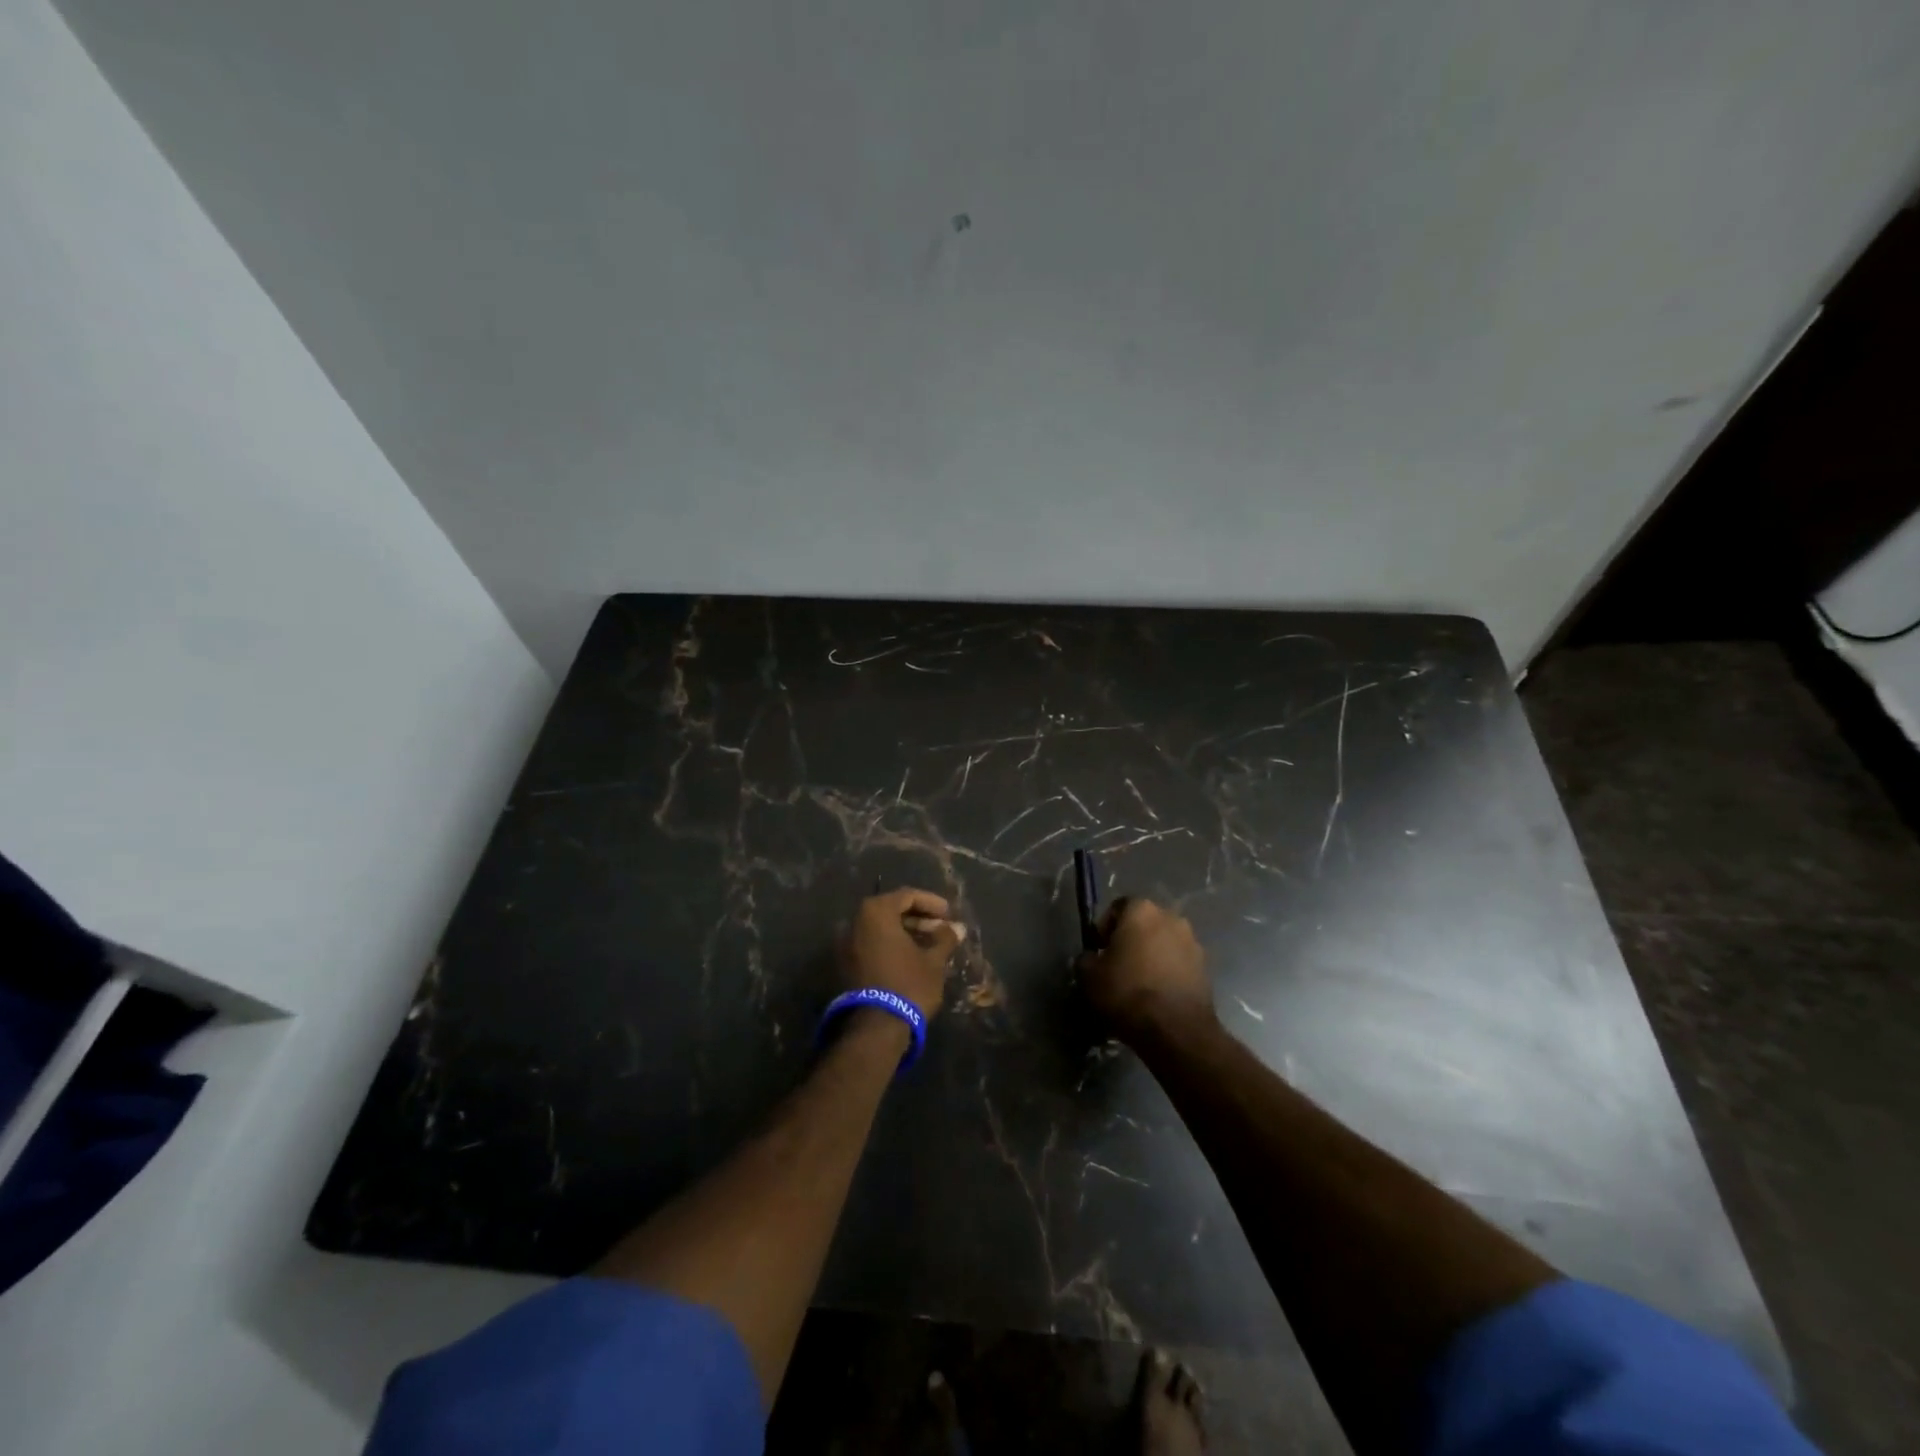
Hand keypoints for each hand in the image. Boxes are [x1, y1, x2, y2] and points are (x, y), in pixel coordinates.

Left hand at [839, 888, 966, 1019]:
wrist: (876, 1027)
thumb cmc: (908, 984)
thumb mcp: (933, 960)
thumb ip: (944, 938)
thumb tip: (957, 928)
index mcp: (876, 912)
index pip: (907, 896)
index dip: (931, 903)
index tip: (949, 915)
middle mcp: (856, 922)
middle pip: (891, 910)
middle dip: (918, 918)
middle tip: (941, 930)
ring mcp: (847, 943)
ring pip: (881, 928)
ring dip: (905, 932)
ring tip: (930, 945)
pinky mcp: (845, 963)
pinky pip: (872, 943)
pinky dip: (891, 945)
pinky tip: (912, 957)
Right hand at [1078, 898, 1212, 1042]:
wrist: (1176, 1030)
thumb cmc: (1127, 993)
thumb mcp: (1089, 976)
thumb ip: (1087, 958)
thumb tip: (1092, 958)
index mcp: (1141, 910)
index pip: (1117, 907)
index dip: (1105, 927)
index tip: (1099, 950)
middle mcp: (1171, 917)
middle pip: (1144, 923)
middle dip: (1131, 939)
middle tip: (1118, 965)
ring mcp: (1192, 942)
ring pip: (1163, 942)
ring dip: (1152, 955)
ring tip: (1140, 982)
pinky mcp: (1205, 967)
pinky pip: (1179, 962)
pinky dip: (1168, 971)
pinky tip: (1158, 994)